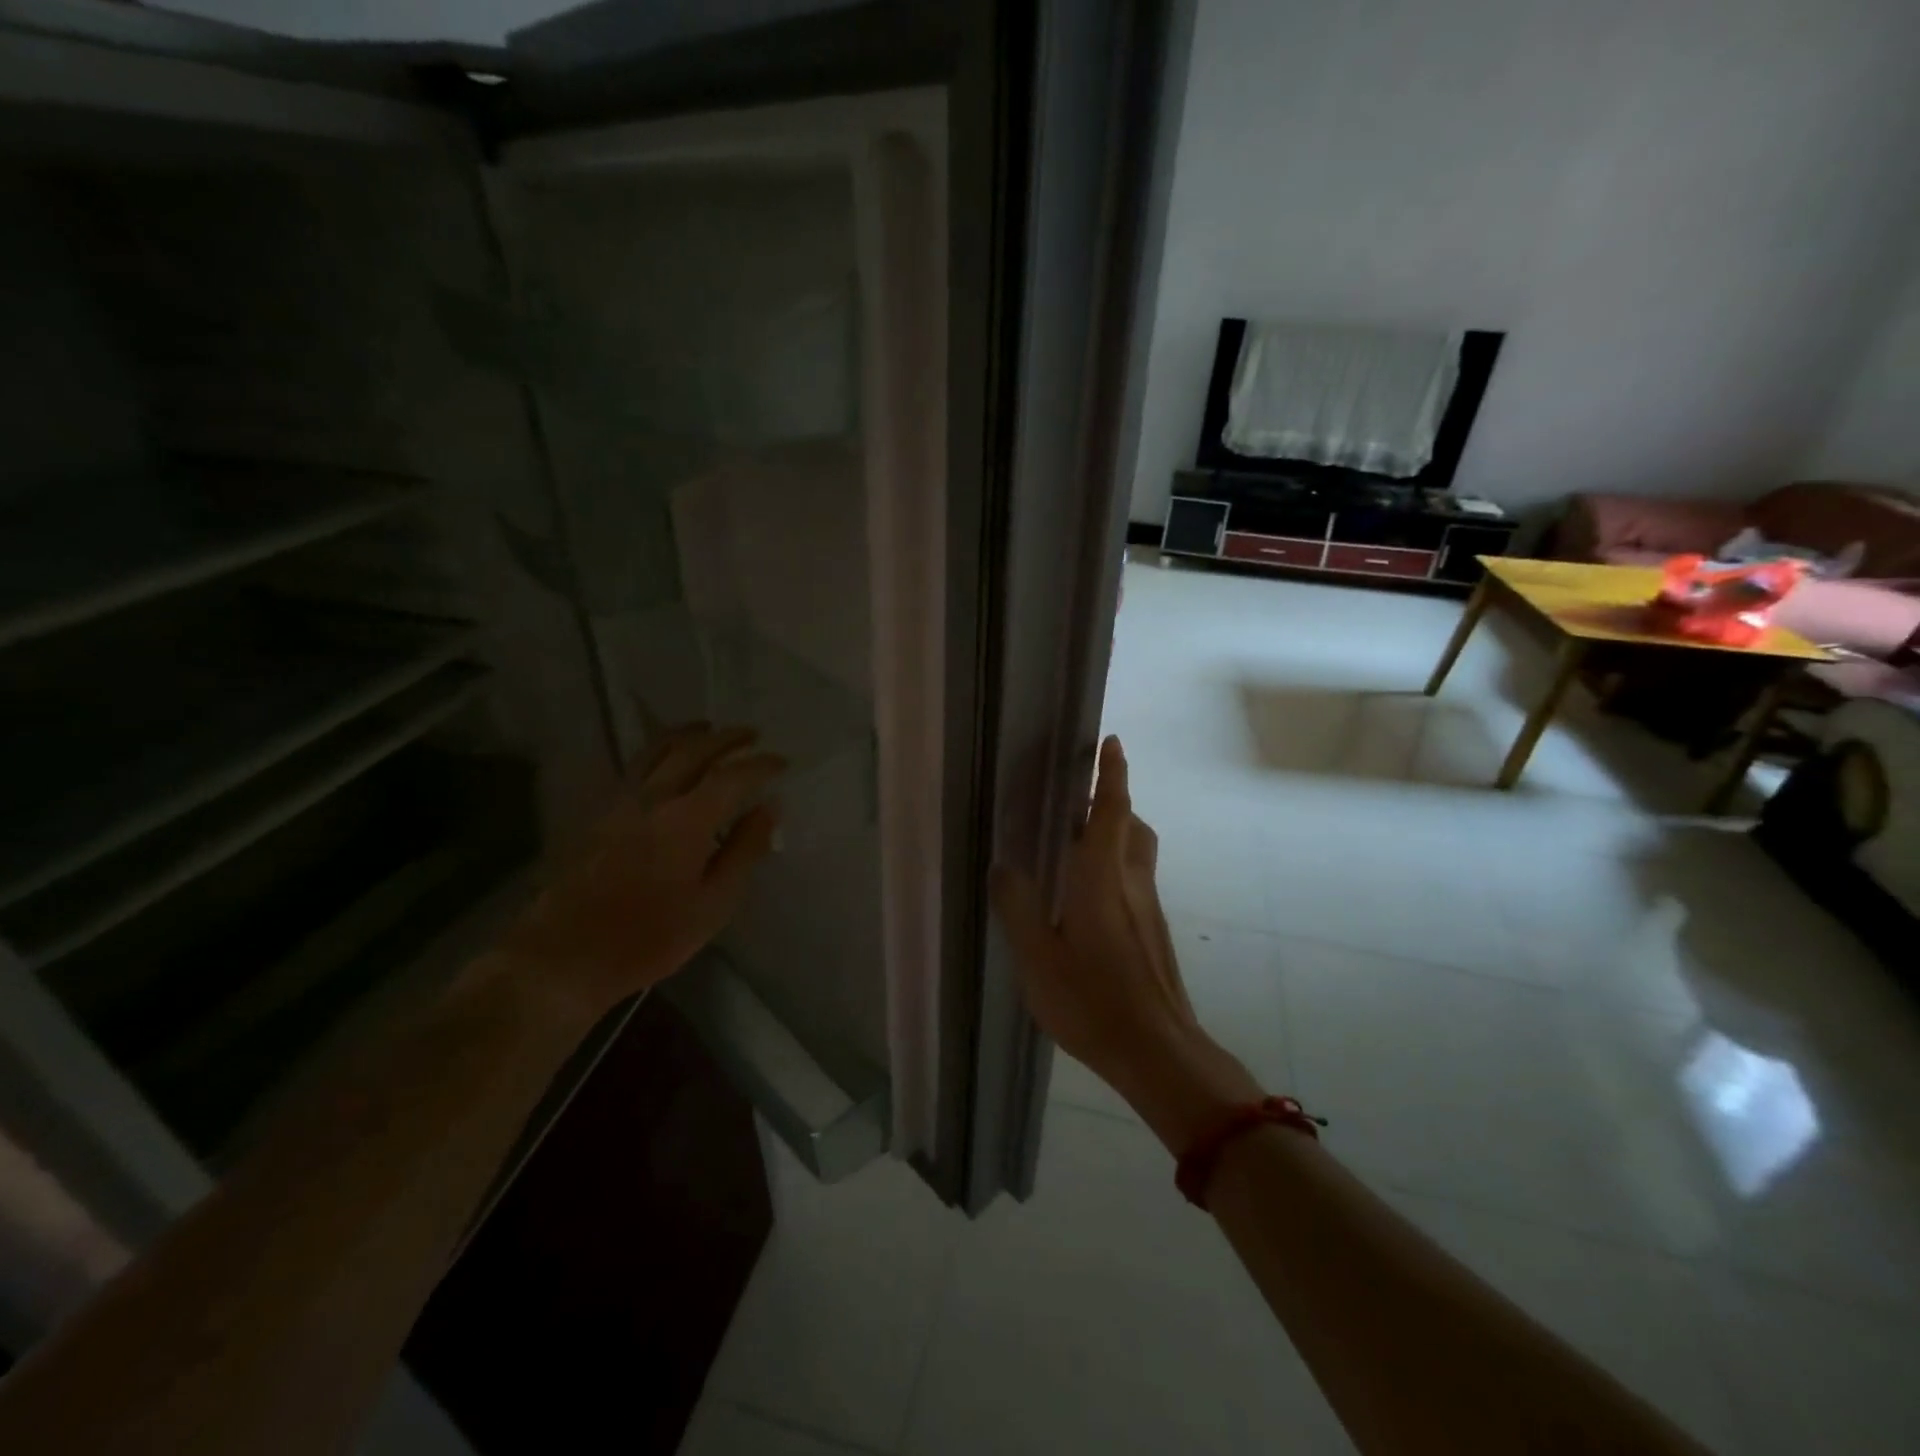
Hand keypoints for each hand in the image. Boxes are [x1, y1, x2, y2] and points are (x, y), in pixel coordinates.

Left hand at [497, 723, 784, 1020]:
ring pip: (657, 750)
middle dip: (727, 738)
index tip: (782, 761)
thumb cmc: (649, 937)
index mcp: (687, 819)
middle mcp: (654, 798)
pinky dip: (659, 750)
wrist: (564, 956)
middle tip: (752, 734)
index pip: (732, 776)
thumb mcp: (713, 904)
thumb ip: (745, 852)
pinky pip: (635, 766)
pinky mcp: (598, 814)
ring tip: (708, 728)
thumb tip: (769, 809)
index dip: (760, 765)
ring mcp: (620, 802)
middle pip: (693, 750)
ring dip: (688, 733)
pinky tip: (665, 759)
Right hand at [991, 736, 1258, 1150]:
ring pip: (1137, 853)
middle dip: (1113, 801)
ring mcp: (1149, 908)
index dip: (1112, 774)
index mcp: (1103, 877)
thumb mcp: (1037, 956)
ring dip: (1116, 834)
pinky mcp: (1154, 932)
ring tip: (1079, 843)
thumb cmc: (1093, 1000)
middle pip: (1131, 826)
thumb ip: (1018, 906)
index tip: (1111, 743)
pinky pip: (1136, 880)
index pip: (1111, 810)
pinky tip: (1088, 899)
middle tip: (1080, 798)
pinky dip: (1116, 867)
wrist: (1158, 1051)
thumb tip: (1004, 866)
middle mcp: (1132, 882)